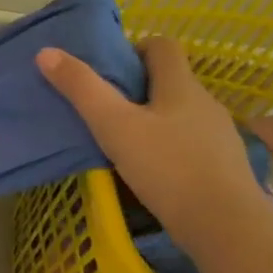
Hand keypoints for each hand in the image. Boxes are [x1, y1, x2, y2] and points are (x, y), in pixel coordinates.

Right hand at [37, 37, 266, 252]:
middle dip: (138, 87)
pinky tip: (152, 170)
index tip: (109, 69)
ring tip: (124, 141)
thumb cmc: (167, 168)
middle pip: (170, 80)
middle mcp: (205, 102)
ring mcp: (219, 135)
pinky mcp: (224, 166)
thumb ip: (81, 89)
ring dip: (154, 119)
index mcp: (181, 85)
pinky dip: (170, 146)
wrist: (226, 227)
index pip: (162, 45)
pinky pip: (191, 142)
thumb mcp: (114, 126)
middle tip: (105, 108)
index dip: (135, 48)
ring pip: (181, 113)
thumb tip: (46, 53)